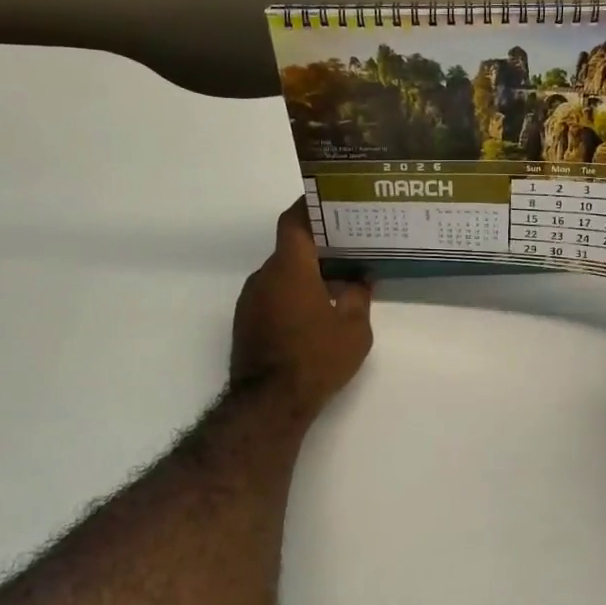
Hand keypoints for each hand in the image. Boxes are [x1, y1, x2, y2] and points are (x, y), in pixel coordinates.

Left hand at [231, 200, 373, 414]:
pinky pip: (272, 296)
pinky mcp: (246, 322)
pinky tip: (315, 312)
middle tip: (347, 248)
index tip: (330, 202)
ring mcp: (251, 300)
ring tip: (336, 283)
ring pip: (281, 275)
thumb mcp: (354, 329)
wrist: (270, 403)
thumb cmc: (316, 358)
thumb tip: (360, 280)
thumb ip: (358, 297)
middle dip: (317, 247)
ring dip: (305, 275)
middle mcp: (264, 276)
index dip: (309, 207)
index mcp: (290, 269)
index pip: (294, 222)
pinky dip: (292, 295)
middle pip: (290, 249)